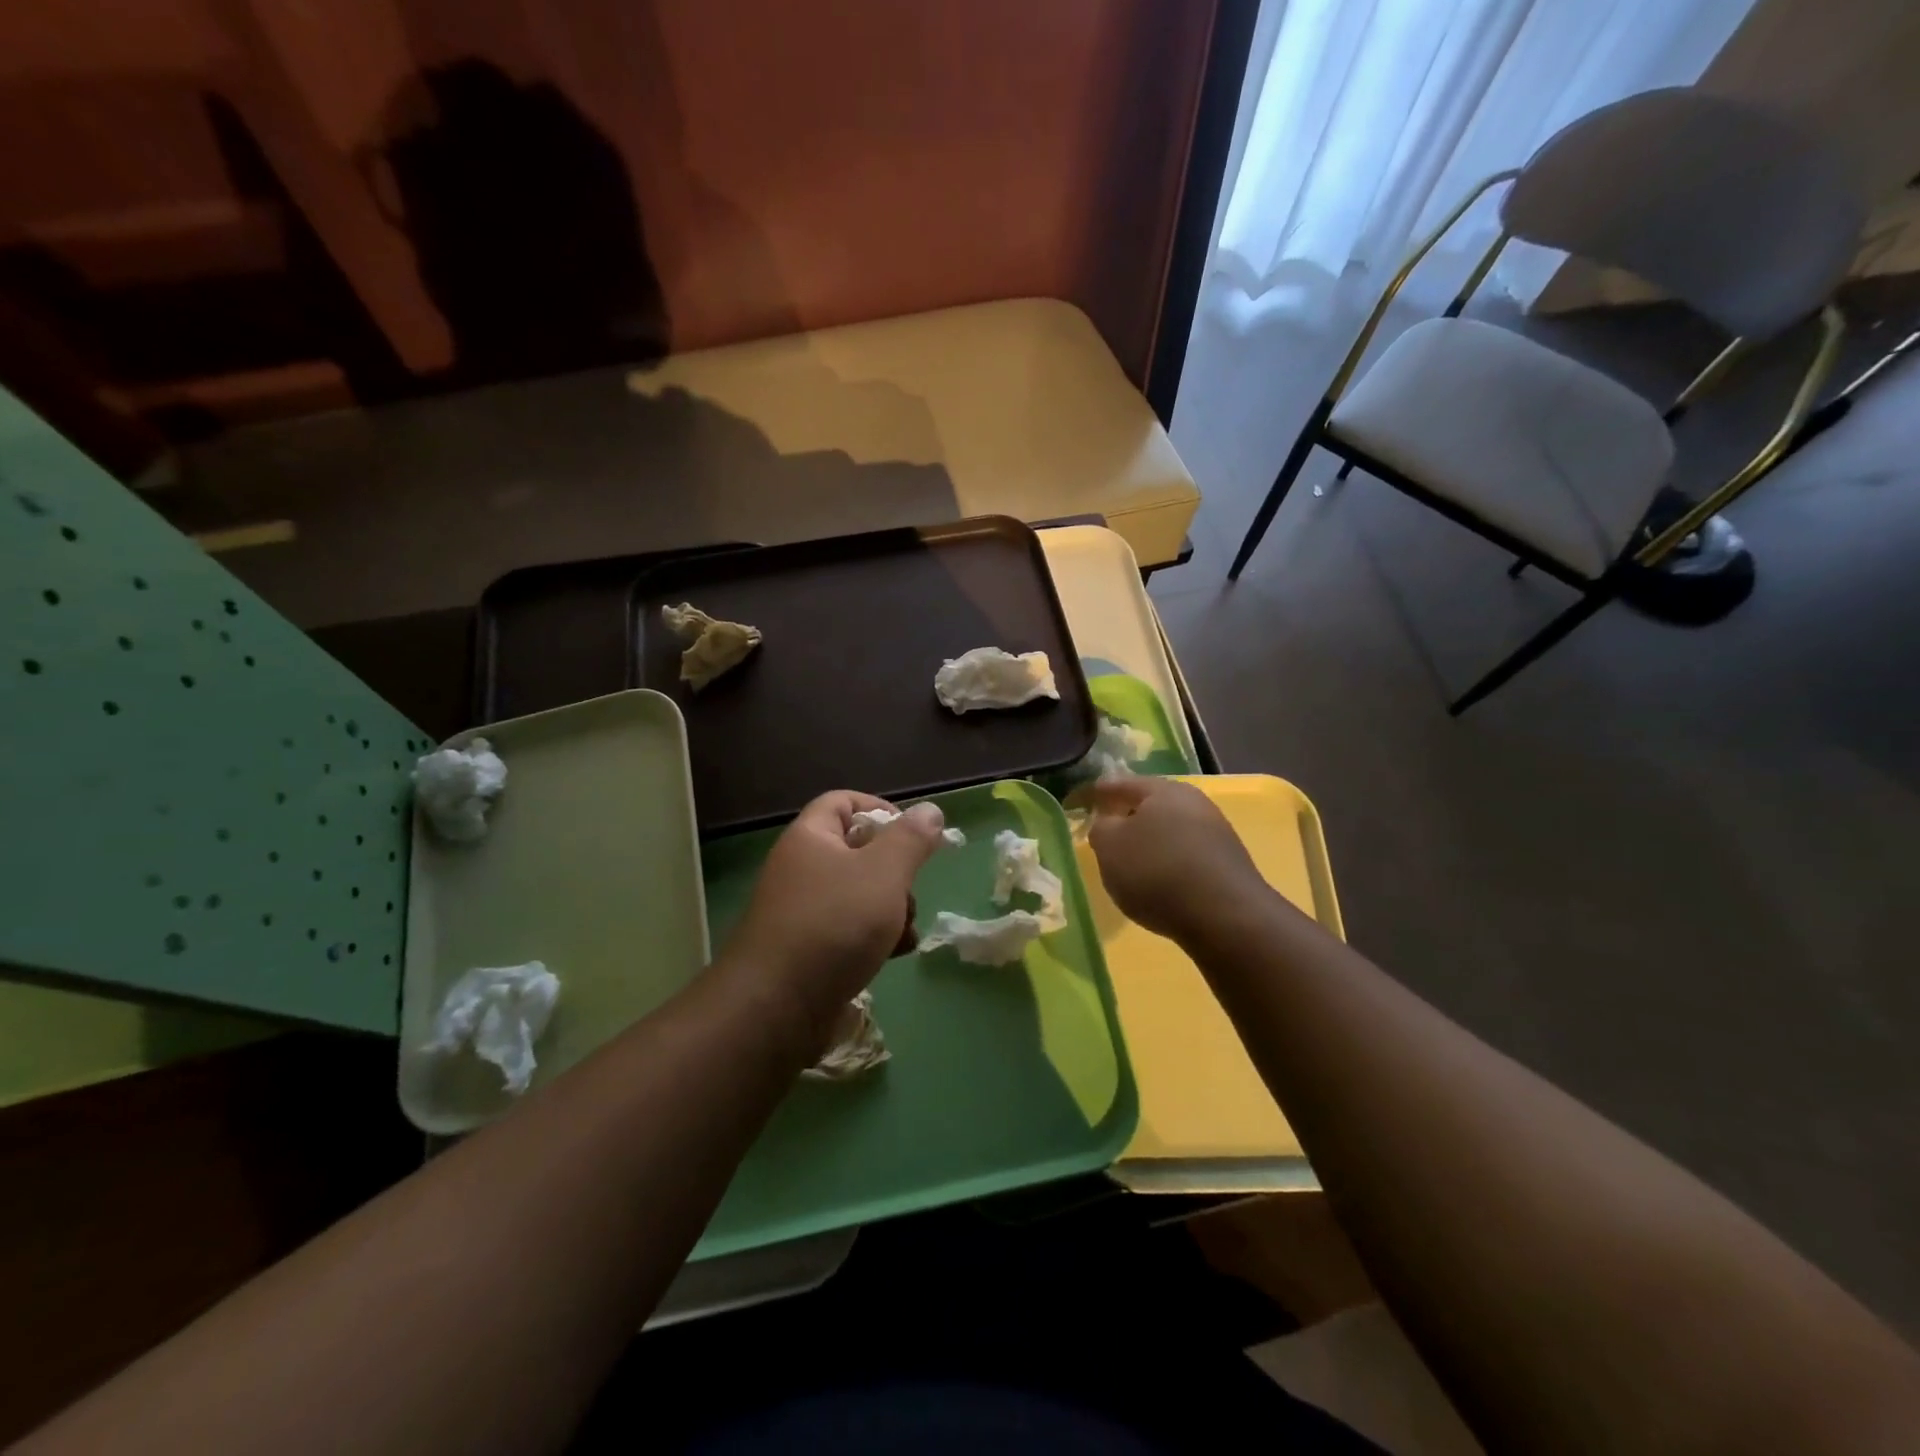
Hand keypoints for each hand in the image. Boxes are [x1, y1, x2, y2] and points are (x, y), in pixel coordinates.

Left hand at [724, 790, 945, 1045]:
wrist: (777, 1007)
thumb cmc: (834, 925)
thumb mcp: (884, 873)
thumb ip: (911, 839)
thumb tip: (929, 810)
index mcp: (811, 838)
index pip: (844, 802)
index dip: (880, 809)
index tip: (913, 833)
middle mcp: (802, 869)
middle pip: (859, 851)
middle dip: (895, 871)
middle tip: (910, 890)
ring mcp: (804, 912)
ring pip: (860, 894)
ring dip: (892, 909)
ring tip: (904, 931)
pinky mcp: (810, 950)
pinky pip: (850, 930)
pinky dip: (875, 938)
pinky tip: (894, 955)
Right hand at [1086, 778, 1264, 940]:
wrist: (1225, 916)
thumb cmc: (1157, 871)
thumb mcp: (1110, 847)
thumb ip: (1101, 828)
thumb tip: (1109, 822)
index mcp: (1162, 789)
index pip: (1120, 784)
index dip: (1096, 792)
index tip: (1078, 801)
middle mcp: (1193, 801)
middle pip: (1150, 804)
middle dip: (1127, 816)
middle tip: (1105, 831)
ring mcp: (1215, 831)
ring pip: (1170, 829)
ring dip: (1150, 841)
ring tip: (1131, 862)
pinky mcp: (1228, 861)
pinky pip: (1186, 853)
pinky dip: (1168, 861)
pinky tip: (1160, 881)